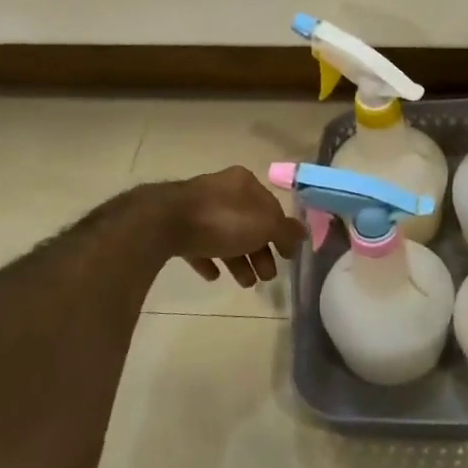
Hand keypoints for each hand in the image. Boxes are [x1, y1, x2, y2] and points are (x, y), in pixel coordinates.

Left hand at [164, 167, 306, 287]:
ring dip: (238, 260)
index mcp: (243, 184)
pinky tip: (213, 275)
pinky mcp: (174, 226)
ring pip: (224, 236)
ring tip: (245, 283)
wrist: (162, 223)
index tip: (287, 257)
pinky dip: (209, 259)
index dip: (282, 233)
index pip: (271, 208)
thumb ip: (285, 231)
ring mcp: (195, 208)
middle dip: (260, 252)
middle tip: (267, 277)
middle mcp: (220, 190)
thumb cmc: (221, 220)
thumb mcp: (264, 225)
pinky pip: (198, 244)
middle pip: (248, 224)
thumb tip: (304, 233)